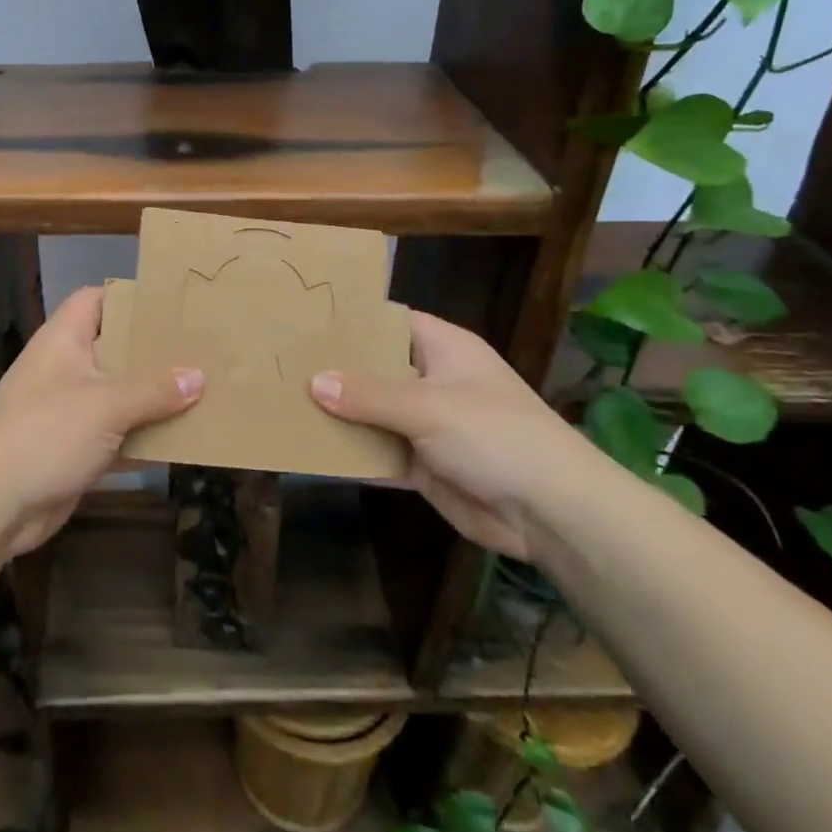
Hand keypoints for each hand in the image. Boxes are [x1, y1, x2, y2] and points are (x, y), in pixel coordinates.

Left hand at [0, 286, 202, 555]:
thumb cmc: (45, 433)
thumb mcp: (105, 405)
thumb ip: (154, 390)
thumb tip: (199, 376)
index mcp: (64, 340)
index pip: (96, 299)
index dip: (131, 297)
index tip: (174, 304)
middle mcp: (67, 369)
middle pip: (116, 348)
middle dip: (155, 352)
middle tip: (203, 349)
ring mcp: (70, 411)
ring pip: (121, 396)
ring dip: (156, 399)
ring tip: (207, 391)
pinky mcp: (76, 449)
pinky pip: (119, 436)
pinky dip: (146, 439)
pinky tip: (185, 441)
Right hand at [309, 311, 604, 560]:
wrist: (549, 512)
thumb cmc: (495, 435)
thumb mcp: (429, 406)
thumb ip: (369, 395)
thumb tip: (314, 382)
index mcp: (444, 349)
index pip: (391, 321)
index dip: (353, 320)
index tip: (305, 320)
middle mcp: (433, 380)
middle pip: (377, 368)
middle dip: (336, 369)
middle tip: (282, 363)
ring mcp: (428, 424)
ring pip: (373, 412)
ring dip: (339, 414)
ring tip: (284, 403)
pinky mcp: (423, 464)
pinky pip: (379, 452)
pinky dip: (353, 453)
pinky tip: (311, 449)